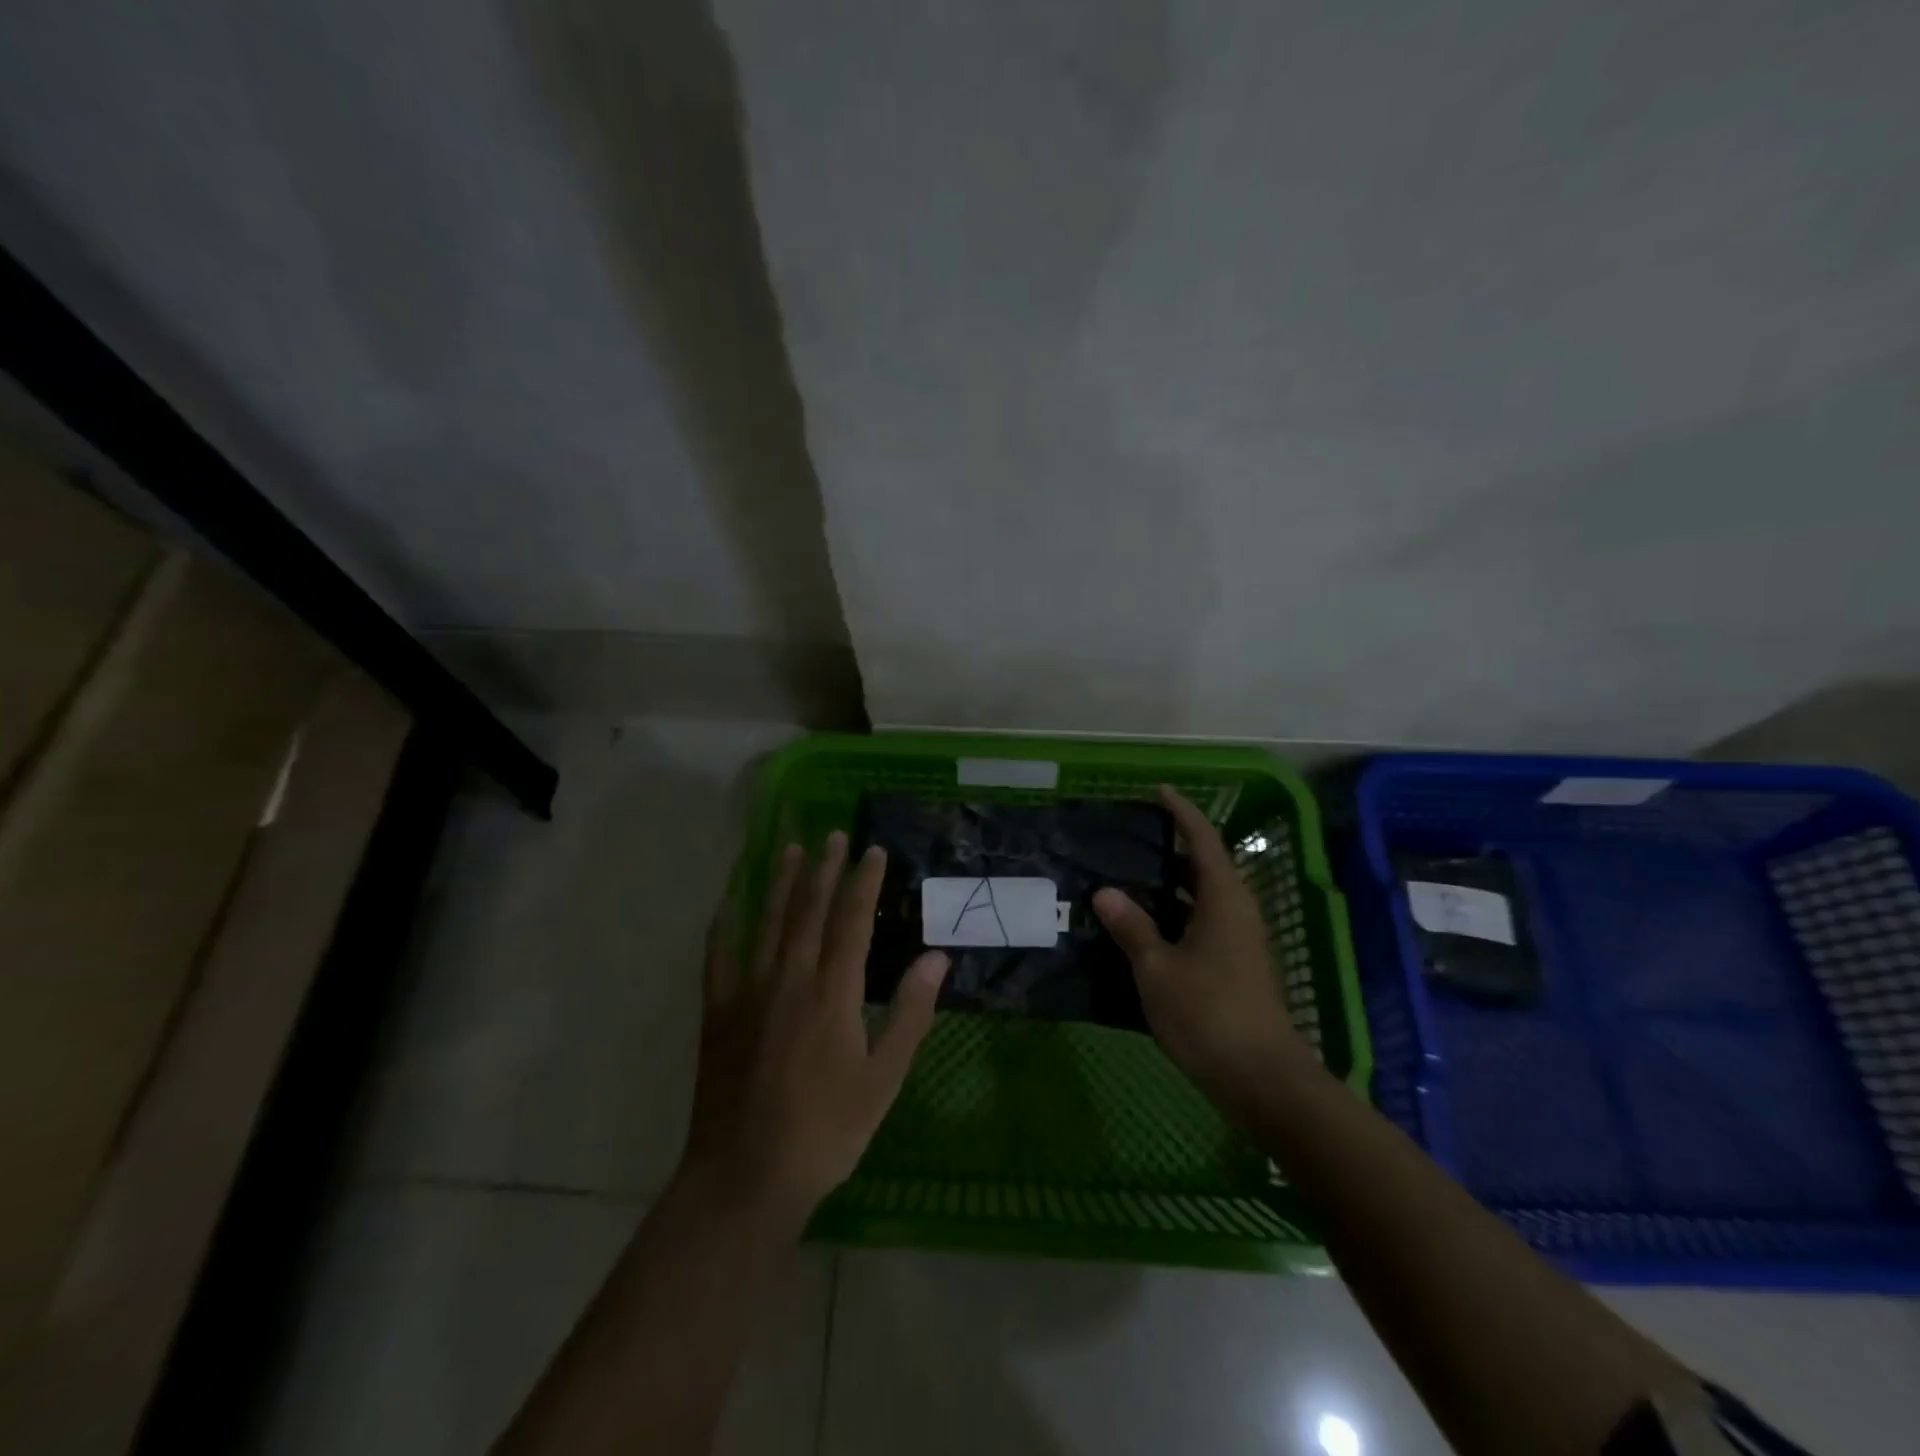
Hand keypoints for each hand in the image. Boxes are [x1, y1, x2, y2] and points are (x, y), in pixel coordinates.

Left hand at [679, 833, 949, 1233]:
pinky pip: (719, 956)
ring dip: (780, 882)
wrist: (746, 1176)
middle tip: (832, 834)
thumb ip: (909, 1013)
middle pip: (809, 910)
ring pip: (766, 922)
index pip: (852, 921)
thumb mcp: (883, 1078)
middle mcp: (789, 979)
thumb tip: (936, 957)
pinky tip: (727, 902)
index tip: (873, 851)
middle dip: (823, 868)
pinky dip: (724, 924)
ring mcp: (748, 992)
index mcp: (833, 993)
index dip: (863, 882)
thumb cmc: (826, 1130)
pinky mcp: (717, 1013)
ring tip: (788, 848)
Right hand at [1094, 786, 1313, 1116]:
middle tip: (1130, 840)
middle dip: (1171, 850)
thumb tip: (1106, 892)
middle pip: (1205, 867)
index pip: (1203, 840)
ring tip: (1128, 880)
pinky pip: (1202, 924)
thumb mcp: (1157, 968)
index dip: (1182, 813)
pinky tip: (1144, 930)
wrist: (1262, 1079)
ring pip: (1203, 899)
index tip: (1160, 791)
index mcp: (1224, 900)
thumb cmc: (1208, 1013)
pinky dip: (1175, 916)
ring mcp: (1240, 942)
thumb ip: (1132, 927)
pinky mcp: (1236, 967)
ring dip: (1170, 886)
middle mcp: (1237, 912)